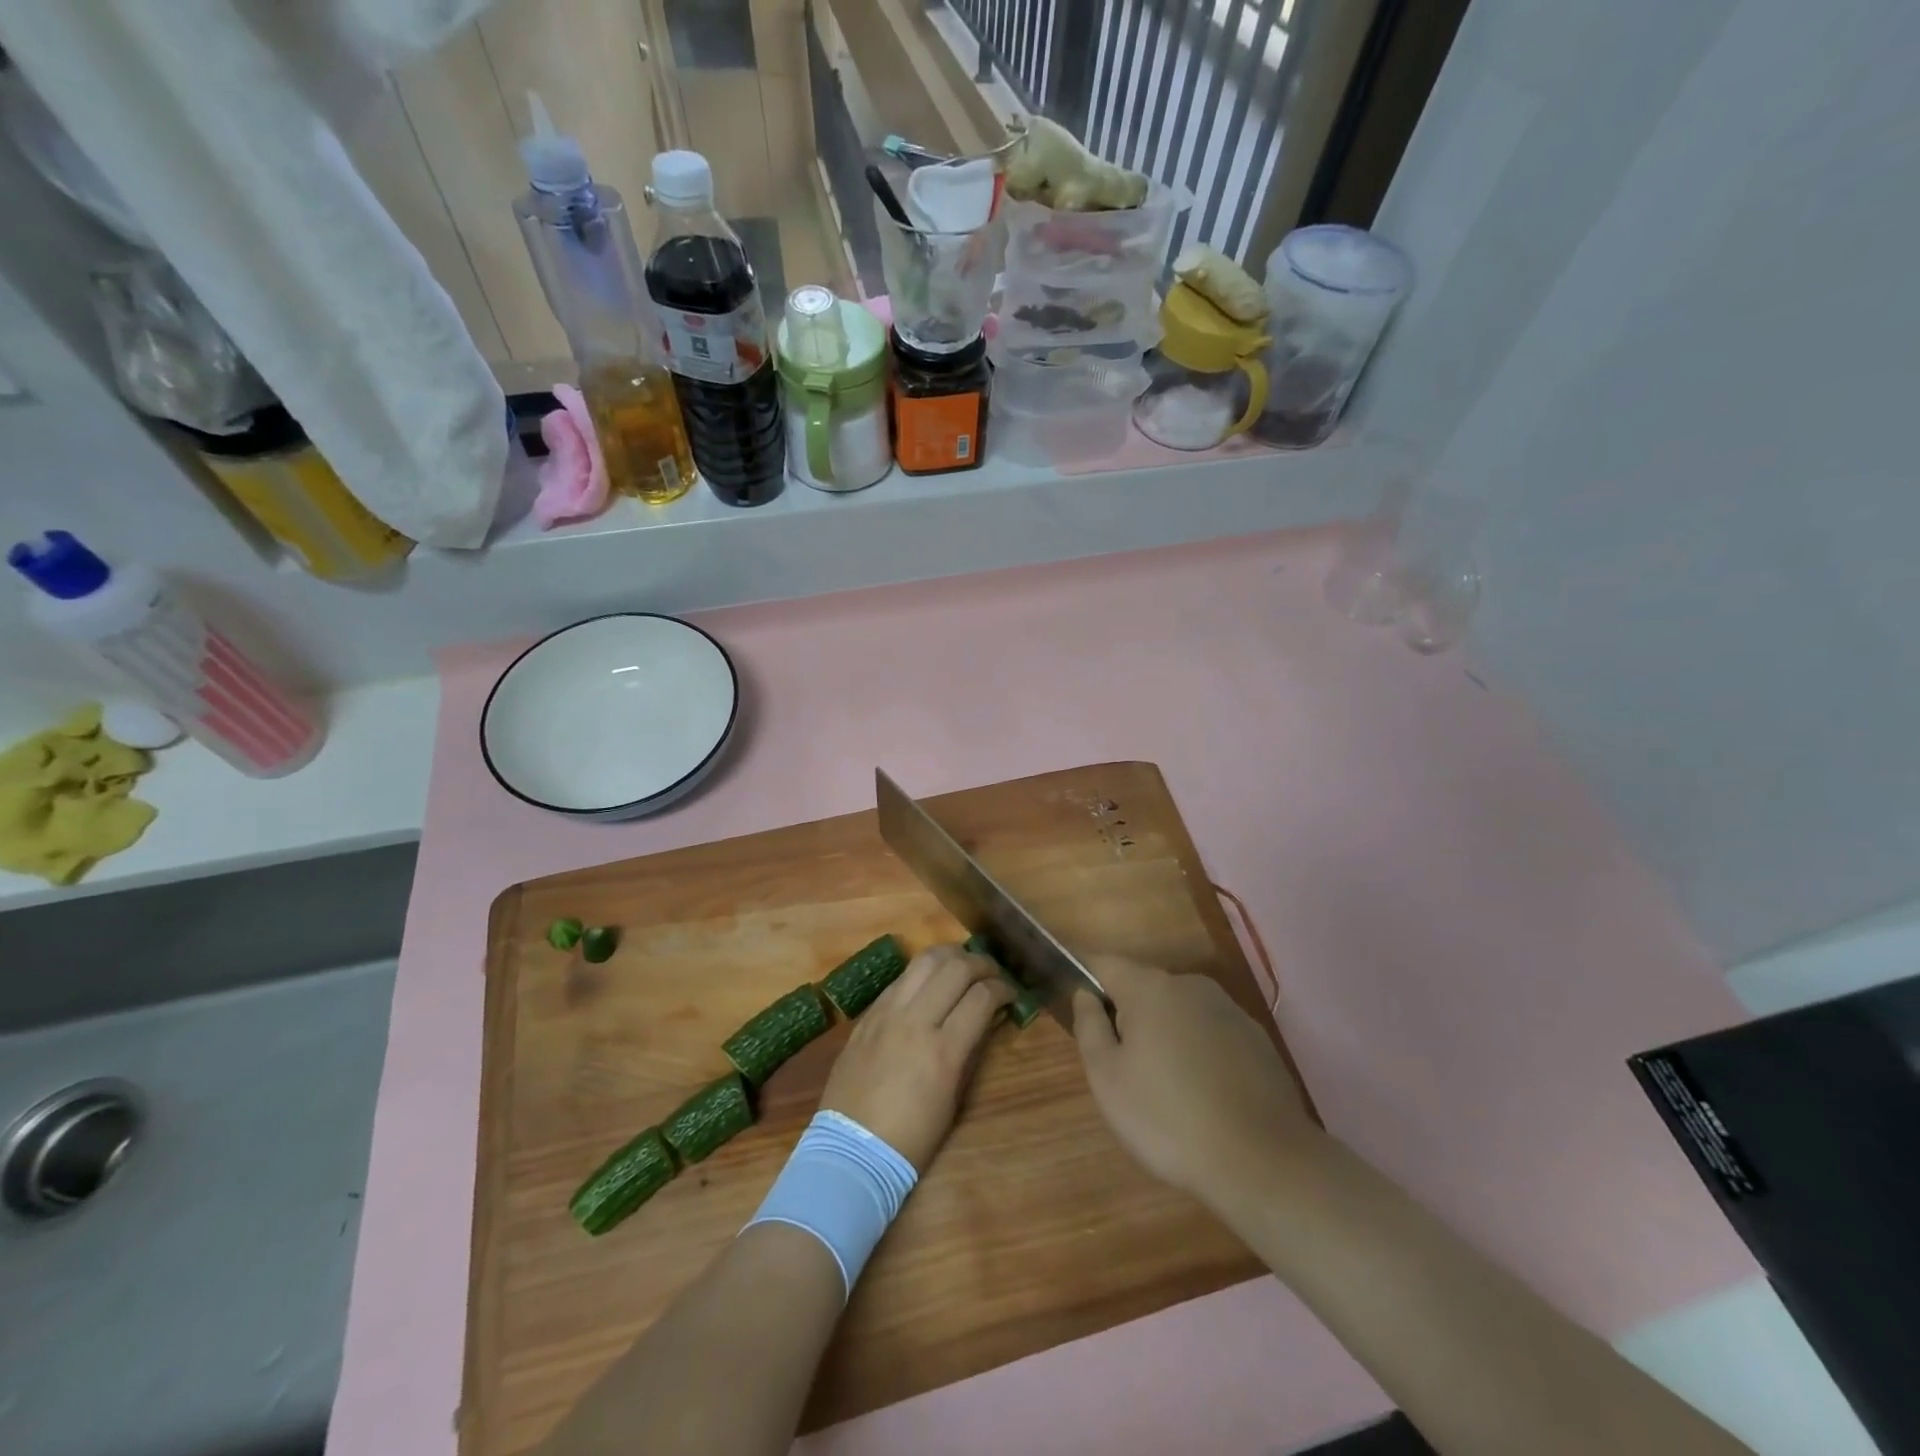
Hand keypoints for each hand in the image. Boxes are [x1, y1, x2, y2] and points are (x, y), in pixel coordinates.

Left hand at [820, 944, 1014, 1171]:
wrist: (852, 1150)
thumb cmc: (912, 1137)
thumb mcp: (954, 1098)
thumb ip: (971, 1050)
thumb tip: (987, 1017)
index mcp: (943, 1050)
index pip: (982, 997)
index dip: (1003, 988)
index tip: (1010, 992)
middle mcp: (915, 1020)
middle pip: (956, 967)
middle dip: (982, 964)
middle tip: (992, 973)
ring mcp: (888, 1013)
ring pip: (925, 960)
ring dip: (951, 956)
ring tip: (963, 965)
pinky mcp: (868, 1014)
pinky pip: (901, 978)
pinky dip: (923, 972)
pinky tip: (930, 981)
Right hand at [1073, 956, 1319, 1211]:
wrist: (1263, 1162)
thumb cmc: (1168, 1118)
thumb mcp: (1107, 1078)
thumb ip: (1089, 1026)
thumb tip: (1086, 994)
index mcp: (1149, 988)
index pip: (1104, 963)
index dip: (1083, 975)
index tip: (1072, 998)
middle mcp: (1190, 985)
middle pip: (1143, 987)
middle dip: (1126, 1013)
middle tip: (1118, 1064)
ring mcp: (1229, 1009)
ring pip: (1178, 1010)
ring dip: (1163, 1033)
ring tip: (1162, 1086)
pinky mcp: (1256, 1038)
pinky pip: (1210, 1032)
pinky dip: (1196, 1051)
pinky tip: (1201, 1094)